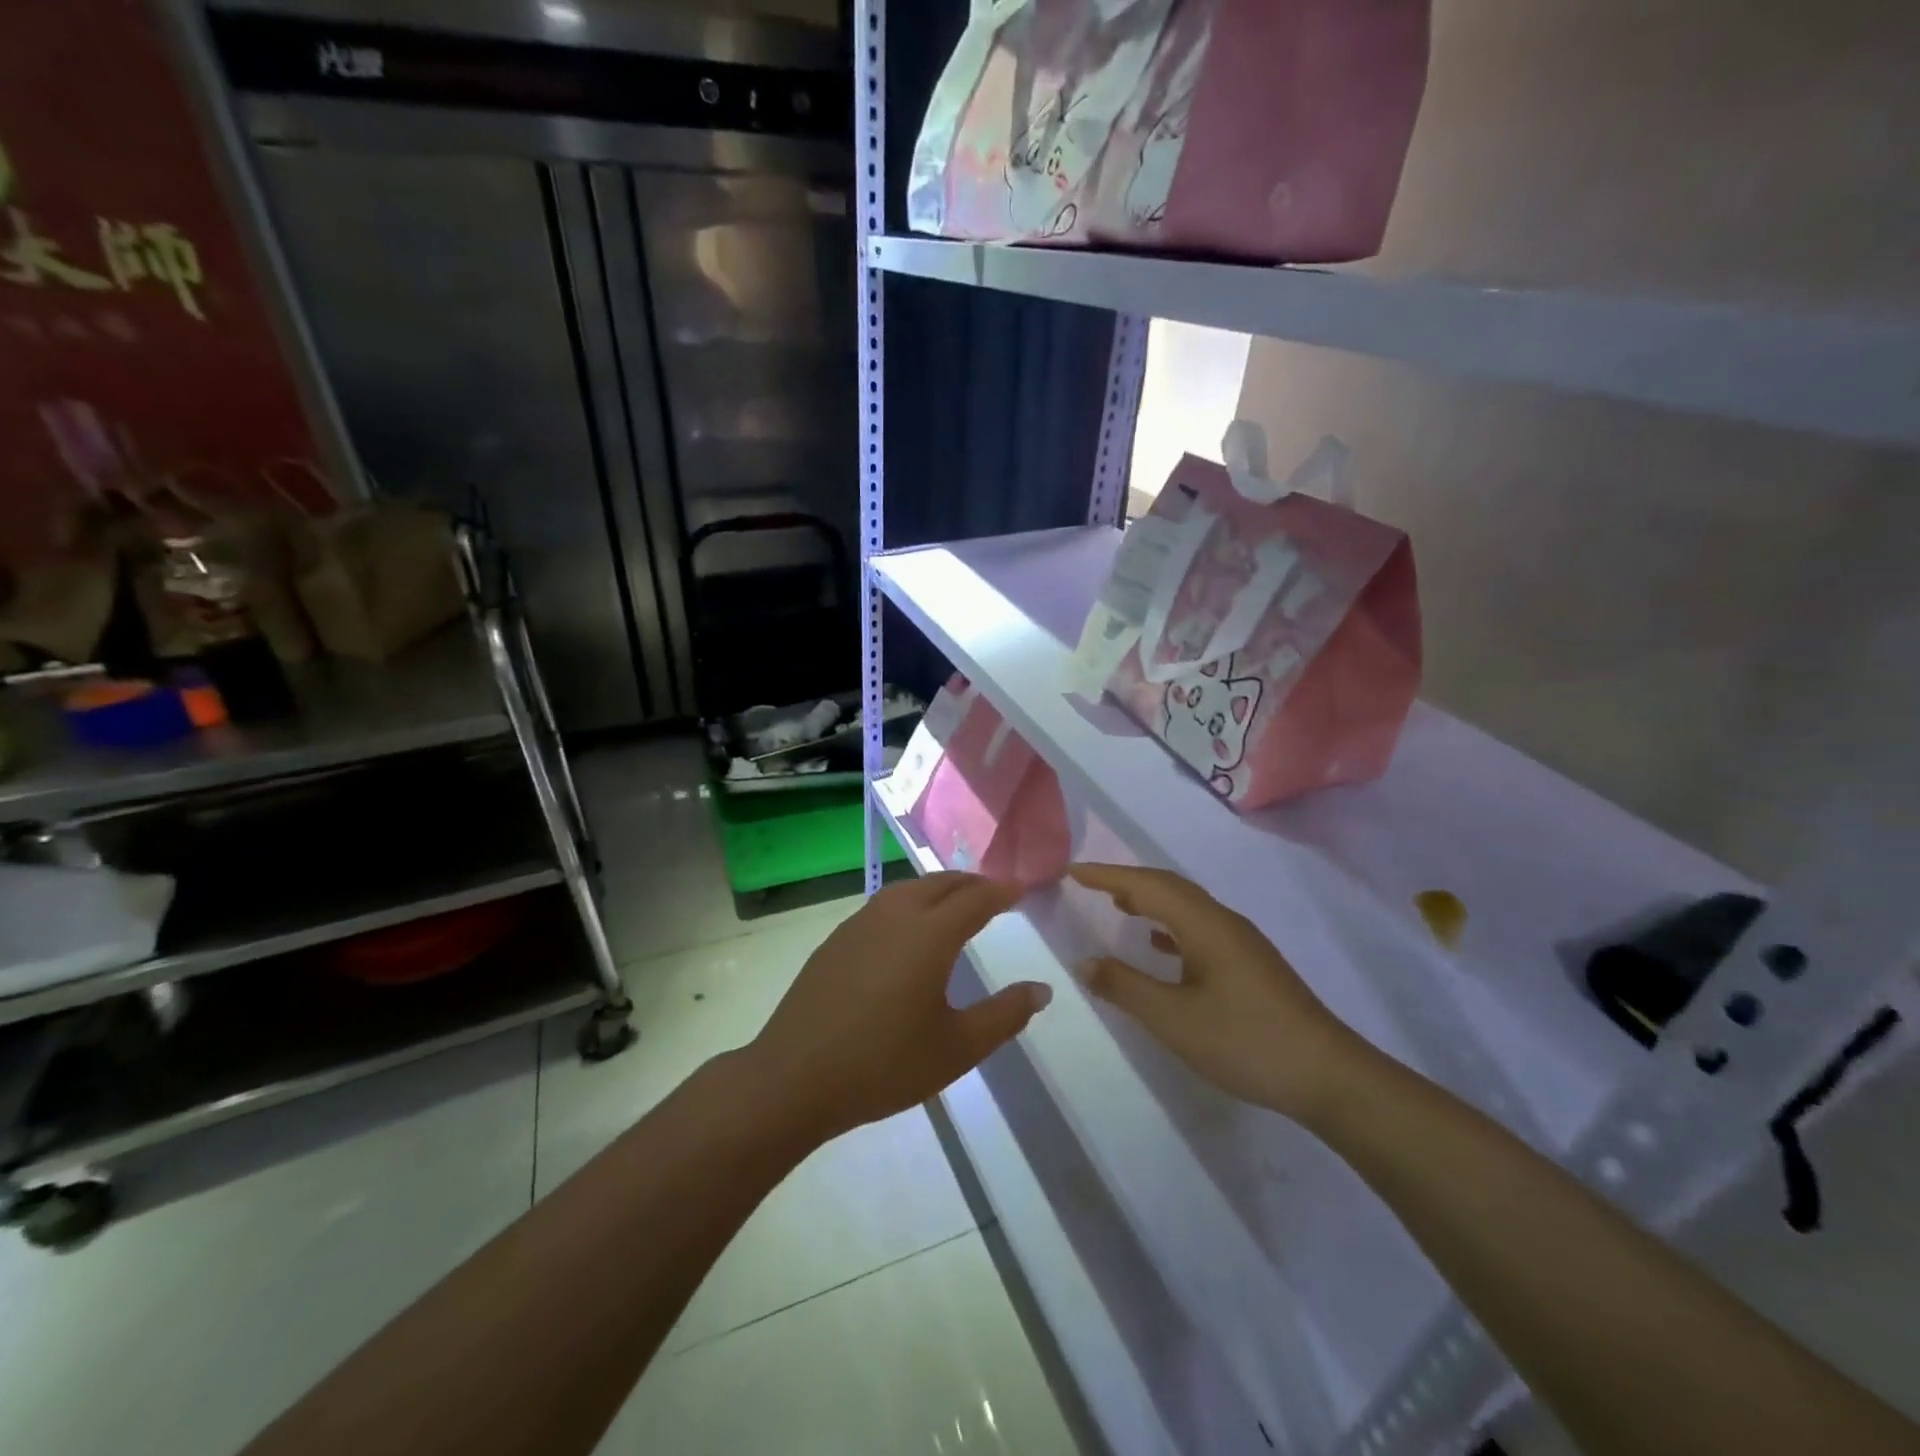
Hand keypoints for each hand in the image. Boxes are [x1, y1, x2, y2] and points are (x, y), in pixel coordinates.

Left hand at [747, 873, 1052, 1139]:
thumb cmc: (884, 1065)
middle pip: (941, 883)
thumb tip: (1041, 989)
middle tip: (995, 895)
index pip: (976, 898)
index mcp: (929, 935)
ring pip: (909, 889)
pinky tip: (908, 931)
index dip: (1003, 891)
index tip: (1023, 889)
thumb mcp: (957, 1048)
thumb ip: (1004, 1015)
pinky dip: (910, 902)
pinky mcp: (836, 939)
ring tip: (957, 906)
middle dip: (972, 883)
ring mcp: (860, 923)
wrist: (794, 1078)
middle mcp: (895, 915)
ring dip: (939, 889)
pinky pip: (884, 904)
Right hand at [1069, 863, 1366, 1122]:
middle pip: (1170, 887)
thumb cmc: (1245, 1041)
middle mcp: (1224, 922)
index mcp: (1205, 925)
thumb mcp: (1174, 1019)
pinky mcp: (1250, 964)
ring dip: (1150, 901)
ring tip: (1119, 906)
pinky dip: (1170, 926)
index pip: (1148, 885)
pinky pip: (1199, 928)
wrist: (1327, 1075)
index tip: (1073, 871)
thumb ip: (1126, 987)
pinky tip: (1161, 946)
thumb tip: (1085, 961)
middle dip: (1127, 881)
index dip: (1108, 875)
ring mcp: (1242, 943)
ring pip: (1187, 907)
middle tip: (1090, 884)